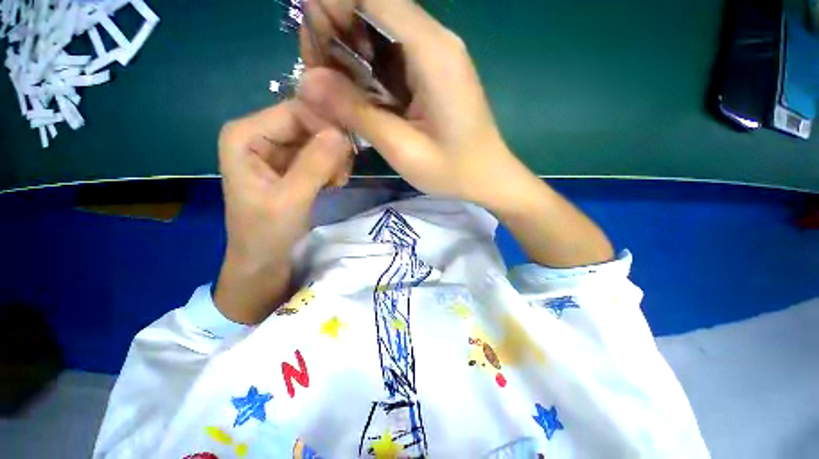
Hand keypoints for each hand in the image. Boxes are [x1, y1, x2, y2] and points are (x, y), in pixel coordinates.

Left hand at [214, 101, 352, 323]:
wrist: (264, 258)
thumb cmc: (266, 232)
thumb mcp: (291, 199)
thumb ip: (315, 164)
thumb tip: (342, 134)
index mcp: (246, 134)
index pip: (296, 111)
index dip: (326, 127)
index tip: (348, 153)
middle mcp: (260, 133)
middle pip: (309, 123)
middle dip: (332, 147)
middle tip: (342, 174)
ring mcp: (277, 149)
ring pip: (319, 139)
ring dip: (335, 159)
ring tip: (337, 182)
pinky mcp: (291, 164)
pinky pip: (320, 154)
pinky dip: (332, 167)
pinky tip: (334, 184)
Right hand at [298, 0, 612, 266]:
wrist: (496, 181)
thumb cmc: (460, 172)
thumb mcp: (406, 151)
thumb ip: (360, 115)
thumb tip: (311, 84)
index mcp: (433, 52)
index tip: (306, 12)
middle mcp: (434, 44)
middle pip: (375, 9)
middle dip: (336, 24)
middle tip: (310, 61)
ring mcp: (432, 61)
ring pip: (379, 34)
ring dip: (347, 48)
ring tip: (324, 79)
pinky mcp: (430, 80)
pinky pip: (388, 60)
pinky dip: (364, 68)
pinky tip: (351, 91)